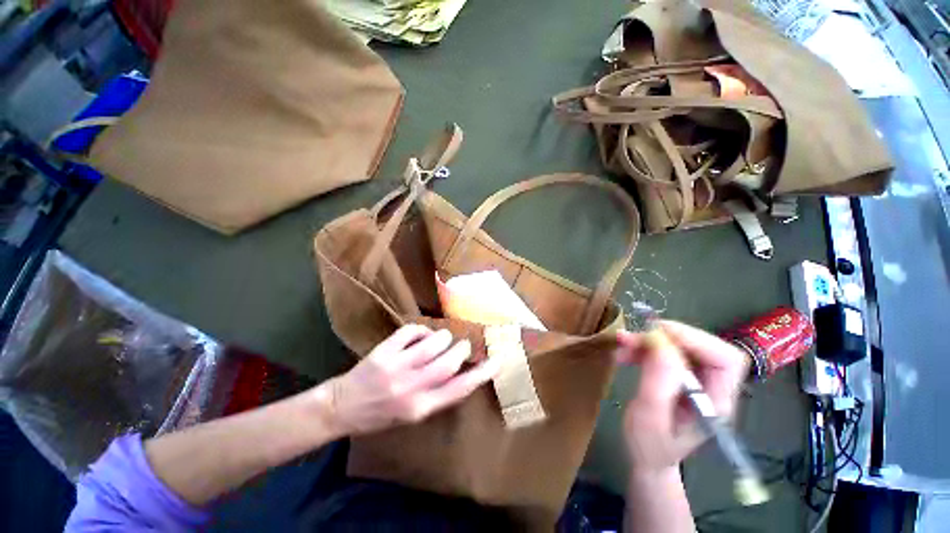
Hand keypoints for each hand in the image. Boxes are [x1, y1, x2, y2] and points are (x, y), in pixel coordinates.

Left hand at [313, 324, 500, 435]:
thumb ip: (437, 395)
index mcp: (420, 408)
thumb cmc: (380, 416)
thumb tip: (461, 372)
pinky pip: (410, 331)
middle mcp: (411, 388)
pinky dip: (420, 330)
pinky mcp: (383, 352)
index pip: (460, 389)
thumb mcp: (412, 415)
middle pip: (449, 361)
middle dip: (461, 348)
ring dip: (442, 336)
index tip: (497, 360)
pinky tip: (420, 335)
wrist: (341, 409)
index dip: (481, 374)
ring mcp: (396, 368)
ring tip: (441, 339)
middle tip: (462, 344)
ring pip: (433, 342)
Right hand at [615, 321, 747, 473]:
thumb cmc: (650, 447)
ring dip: (649, 341)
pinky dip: (643, 347)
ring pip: (680, 346)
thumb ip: (657, 383)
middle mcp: (712, 387)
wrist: (647, 458)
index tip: (657, 335)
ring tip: (622, 343)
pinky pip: (664, 352)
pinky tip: (625, 353)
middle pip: (702, 347)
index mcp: (716, 402)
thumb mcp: (650, 419)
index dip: (695, 340)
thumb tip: (660, 344)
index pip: (726, 360)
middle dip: (666, 337)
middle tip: (633, 338)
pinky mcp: (678, 376)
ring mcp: (695, 381)